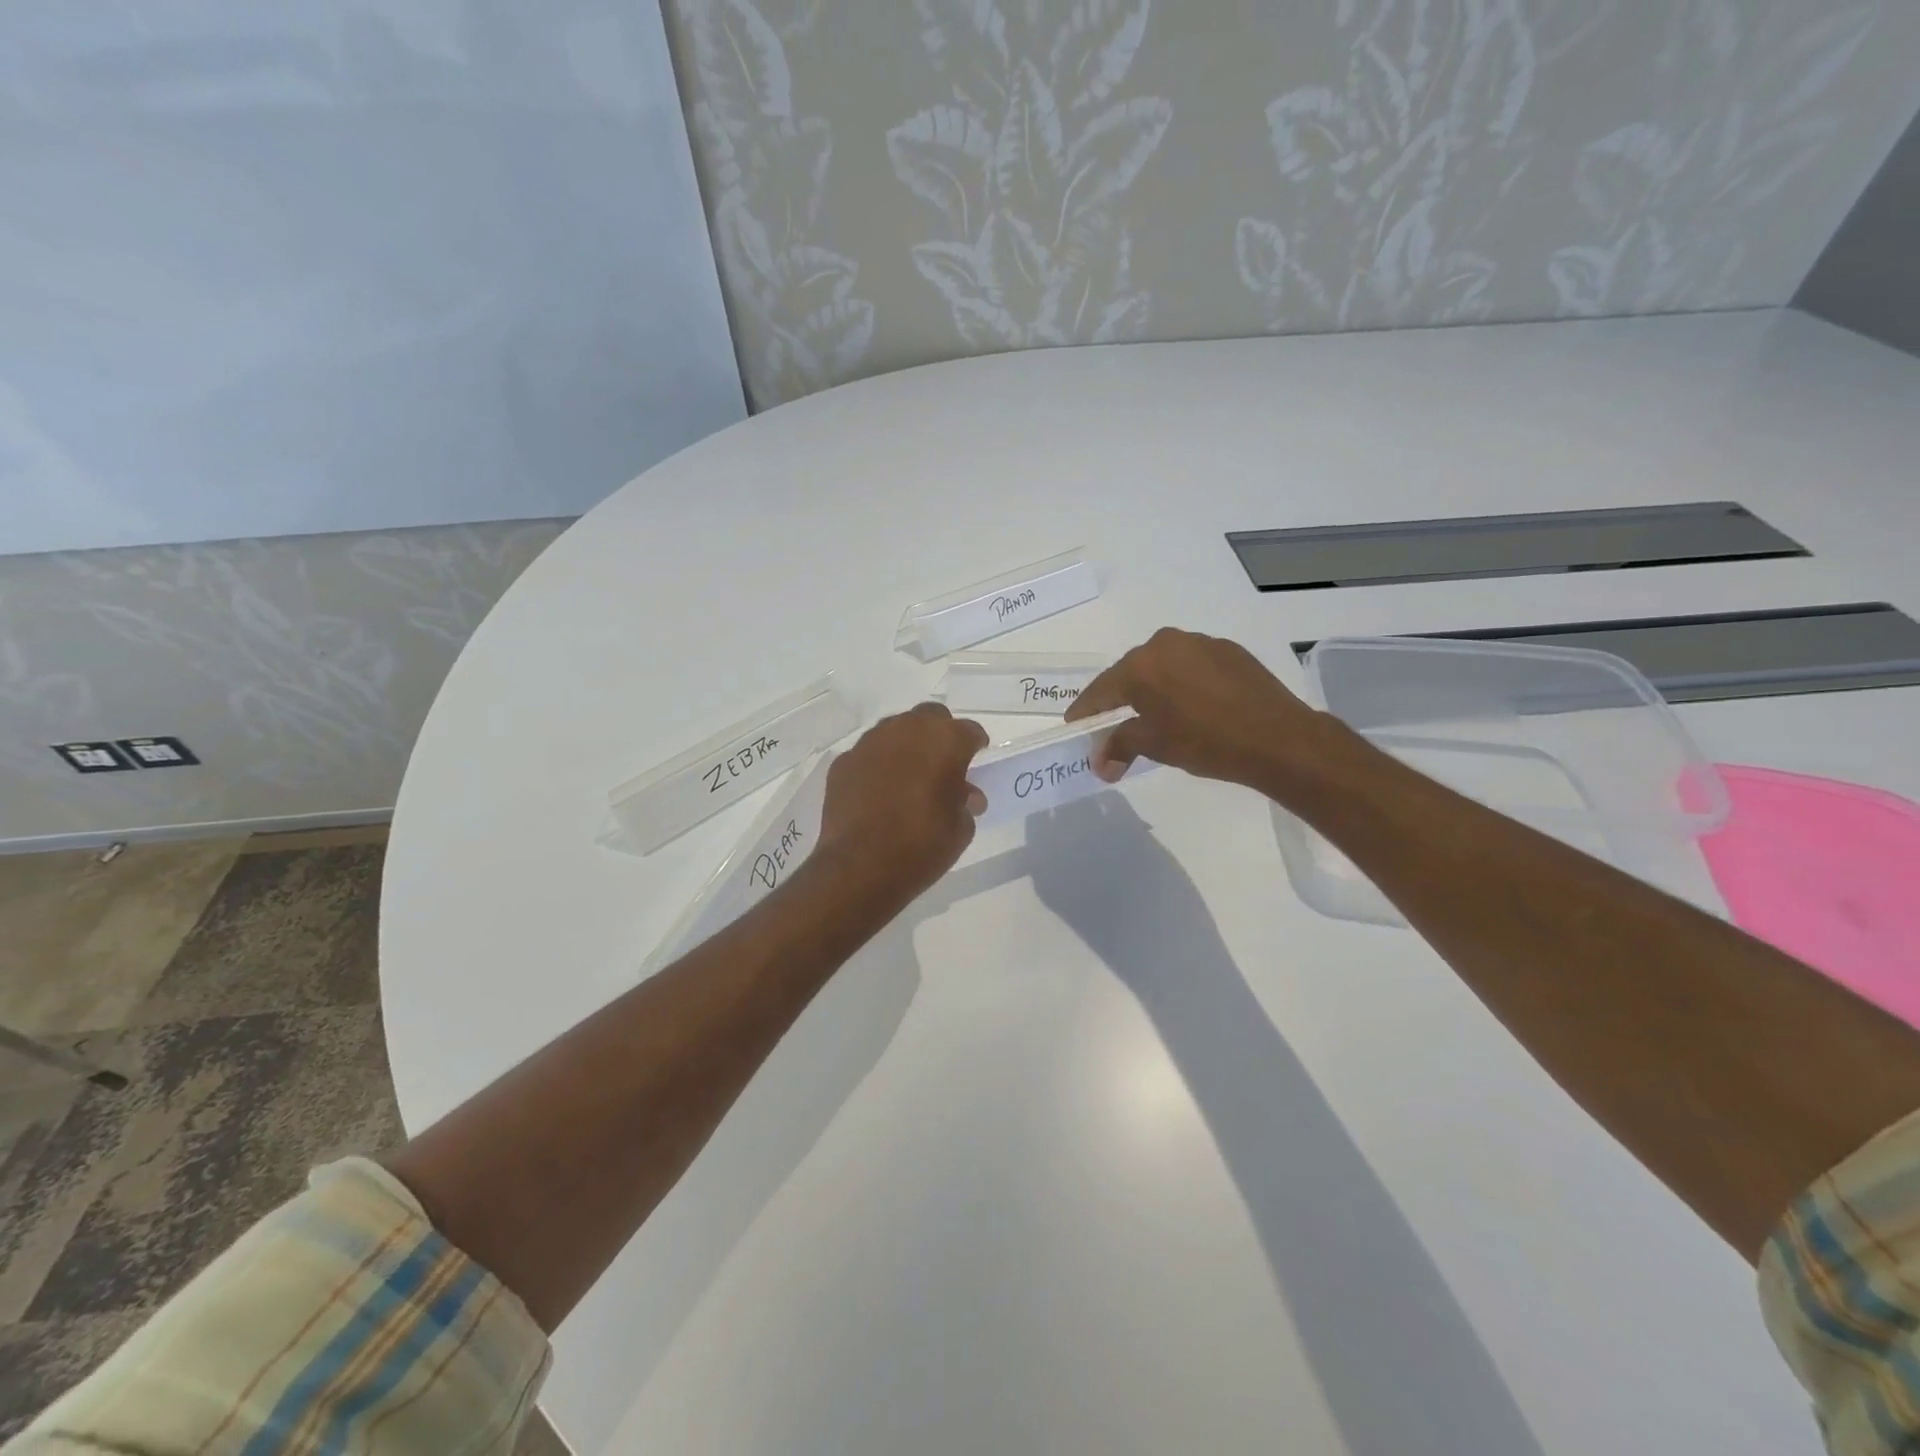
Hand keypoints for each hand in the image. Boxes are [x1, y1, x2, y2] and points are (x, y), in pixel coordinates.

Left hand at [812, 703, 988, 910]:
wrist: (860, 866)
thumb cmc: (922, 845)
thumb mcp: (960, 829)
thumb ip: (965, 803)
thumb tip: (965, 795)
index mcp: (945, 741)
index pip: (969, 731)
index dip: (975, 746)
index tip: (976, 760)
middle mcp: (907, 730)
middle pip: (930, 718)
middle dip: (939, 734)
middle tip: (943, 763)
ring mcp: (871, 743)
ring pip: (896, 730)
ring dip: (906, 746)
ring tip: (909, 776)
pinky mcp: (843, 762)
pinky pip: (869, 754)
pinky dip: (878, 765)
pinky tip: (878, 791)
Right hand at [1066, 627, 1328, 788]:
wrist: (1279, 738)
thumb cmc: (1206, 742)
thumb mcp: (1155, 746)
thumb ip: (1119, 746)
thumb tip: (1099, 763)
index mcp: (1141, 665)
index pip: (1100, 690)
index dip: (1084, 712)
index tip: (1075, 728)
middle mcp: (1166, 644)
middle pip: (1129, 674)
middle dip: (1118, 701)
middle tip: (1113, 728)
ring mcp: (1200, 643)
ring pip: (1162, 668)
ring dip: (1152, 691)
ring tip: (1156, 718)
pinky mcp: (1229, 651)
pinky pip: (1191, 666)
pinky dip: (1182, 685)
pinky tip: (1192, 707)